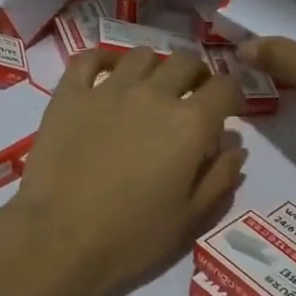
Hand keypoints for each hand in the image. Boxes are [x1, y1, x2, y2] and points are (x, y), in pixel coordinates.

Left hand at [9, 48, 246, 295]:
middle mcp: (154, 94)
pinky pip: (89, 59)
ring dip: (154, 68)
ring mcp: (108, 89)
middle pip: (186, 62)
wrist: (60, 239)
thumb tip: (235, 147)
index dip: (233, 95)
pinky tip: (107, 74)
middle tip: (190, 97)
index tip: (229, 110)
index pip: (225, 86)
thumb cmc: (132, 237)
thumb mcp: (190, 218)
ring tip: (149, 88)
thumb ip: (220, 177)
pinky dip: (102, 60)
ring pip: (141, 56)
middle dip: (196, 76)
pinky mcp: (70, 94)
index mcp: (190, 123)